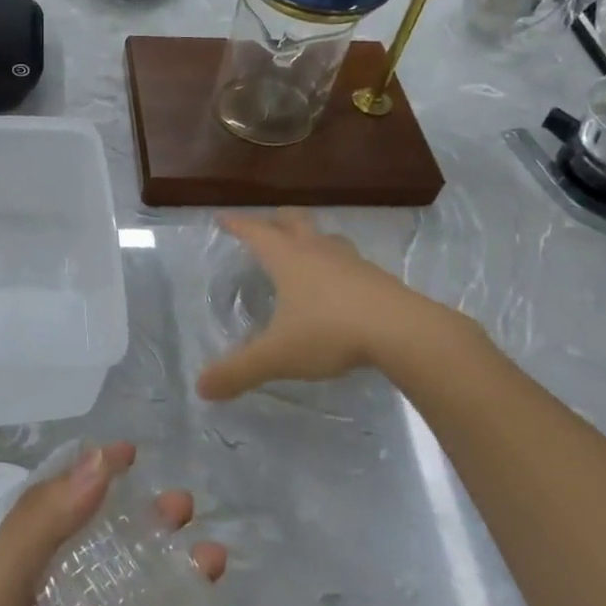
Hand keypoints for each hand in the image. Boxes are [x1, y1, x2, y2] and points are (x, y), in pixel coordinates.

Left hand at [0, 443, 255, 605]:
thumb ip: (41, 526)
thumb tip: (97, 463)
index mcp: (15, 576)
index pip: (56, 510)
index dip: (90, 477)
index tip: (130, 453)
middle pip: (108, 554)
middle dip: (146, 526)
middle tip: (183, 505)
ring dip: (182, 582)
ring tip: (215, 560)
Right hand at [195, 210, 470, 400]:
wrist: (404, 332)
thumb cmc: (330, 332)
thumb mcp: (277, 356)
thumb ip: (239, 371)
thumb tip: (201, 388)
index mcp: (288, 259)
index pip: (256, 232)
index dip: (237, 224)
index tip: (223, 218)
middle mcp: (318, 252)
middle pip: (294, 221)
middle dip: (276, 221)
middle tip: (265, 227)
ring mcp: (352, 263)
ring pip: (326, 239)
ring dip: (311, 240)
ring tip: (304, 252)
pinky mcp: (379, 279)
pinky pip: (351, 263)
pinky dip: (337, 266)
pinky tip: (339, 287)